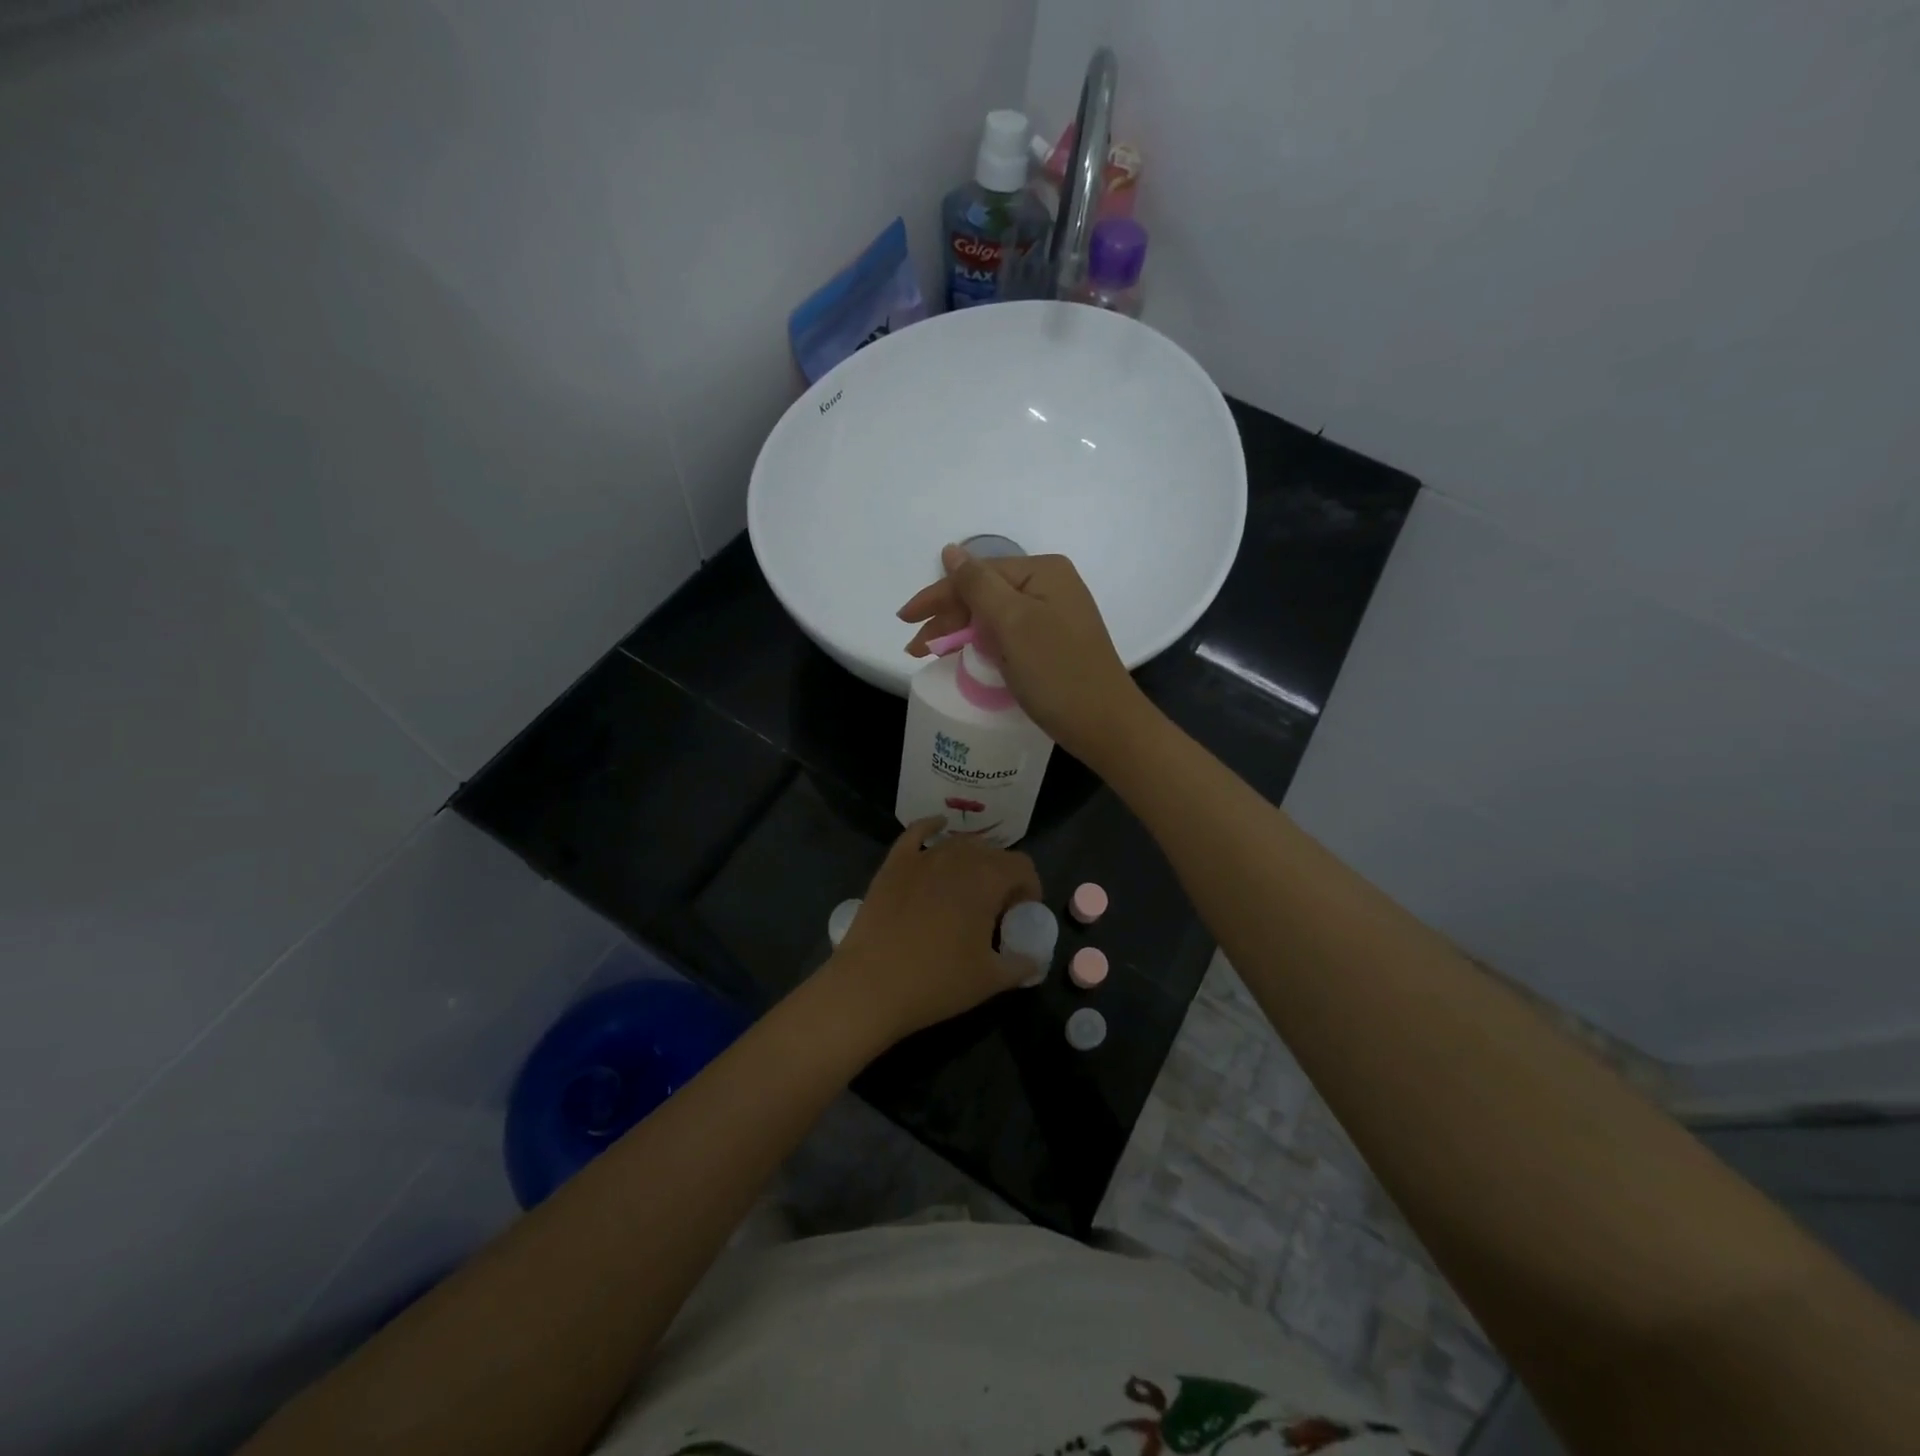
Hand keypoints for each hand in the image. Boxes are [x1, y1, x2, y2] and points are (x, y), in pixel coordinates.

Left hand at [826, 817, 1042, 1044]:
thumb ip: (1021, 964)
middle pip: (992, 853)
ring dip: (973, 860)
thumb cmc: (938, 981)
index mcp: (988, 879)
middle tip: (995, 911)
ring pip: (959, 844)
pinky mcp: (894, 863)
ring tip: (968, 889)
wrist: (871, 986)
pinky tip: (938, 827)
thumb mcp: (991, 980)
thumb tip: (1033, 960)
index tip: (1021, 915)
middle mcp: (957, 857)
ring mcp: (922, 857)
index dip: (1029, 889)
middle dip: (1002, 876)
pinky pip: (917, 832)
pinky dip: (931, 827)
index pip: (1022, 866)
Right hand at [898, 546, 1150, 765]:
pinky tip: (965, 657)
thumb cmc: (1056, 671)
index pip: (977, 575)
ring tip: (930, 655)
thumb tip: (951, 551)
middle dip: (947, 619)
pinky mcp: (1054, 644)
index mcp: (1042, 572)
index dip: (938, 597)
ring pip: (994, 617)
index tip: (904, 620)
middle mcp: (1050, 586)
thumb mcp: (1012, 623)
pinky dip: (984, 645)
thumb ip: (977, 585)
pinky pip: (1008, 635)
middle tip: (917, 648)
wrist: (1105, 725)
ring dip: (961, 633)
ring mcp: (1054, 616)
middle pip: (984, 594)